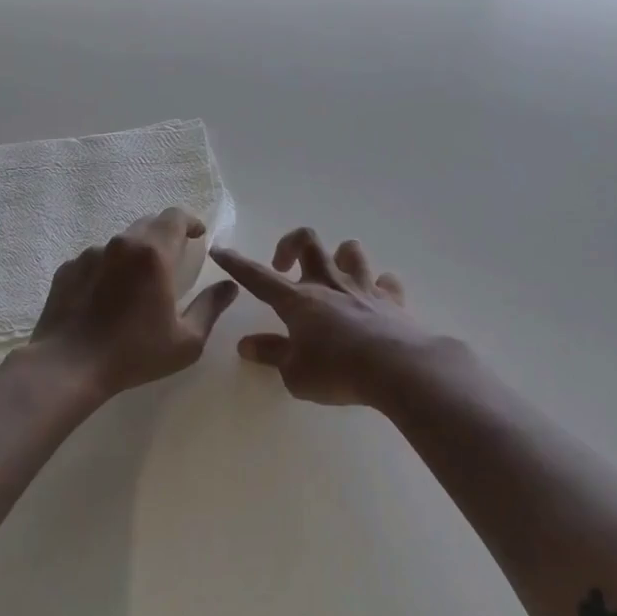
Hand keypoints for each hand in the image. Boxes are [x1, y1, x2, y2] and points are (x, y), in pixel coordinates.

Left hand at [30, 207, 237, 397]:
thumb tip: (229, 286)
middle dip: (165, 236)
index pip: (176, 217)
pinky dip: (108, 270)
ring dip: (135, 255)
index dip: (191, 222)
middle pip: (149, 224)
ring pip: (121, 243)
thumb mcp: (187, 340)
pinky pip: (96, 260)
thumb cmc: (134, 353)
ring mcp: (90, 254)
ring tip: (137, 286)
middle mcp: (121, 244)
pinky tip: (107, 299)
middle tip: (173, 261)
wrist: (67, 367)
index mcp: (154, 254)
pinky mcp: (68, 269)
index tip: (198, 236)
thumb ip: (211, 307)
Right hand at [211, 228, 446, 405]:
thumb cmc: (337, 371)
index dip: (236, 263)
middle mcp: (329, 284)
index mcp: (299, 300)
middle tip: (284, 266)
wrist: (396, 367)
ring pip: (350, 250)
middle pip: (308, 242)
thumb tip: (247, 345)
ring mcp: (362, 287)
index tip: (220, 249)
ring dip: (338, 257)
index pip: (258, 278)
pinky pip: (385, 281)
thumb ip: (272, 354)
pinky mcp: (391, 298)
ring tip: (333, 275)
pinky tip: (376, 299)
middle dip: (291, 244)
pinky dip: (379, 286)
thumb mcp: (294, 373)